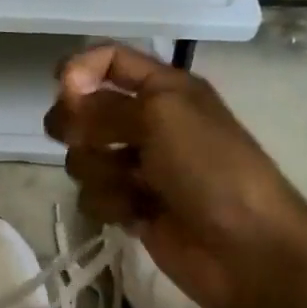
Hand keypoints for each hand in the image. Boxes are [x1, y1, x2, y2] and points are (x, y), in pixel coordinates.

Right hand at [44, 45, 306, 307]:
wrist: (246, 246)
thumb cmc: (210, 167)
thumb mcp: (161, 115)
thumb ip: (105, 104)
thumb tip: (66, 102)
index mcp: (163, 89)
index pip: (110, 60)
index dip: (81, 68)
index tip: (60, 88)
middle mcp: (148, 122)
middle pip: (84, 110)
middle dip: (79, 126)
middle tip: (88, 140)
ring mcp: (137, 167)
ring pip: (83, 157)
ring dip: (100, 172)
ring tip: (132, 187)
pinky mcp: (130, 205)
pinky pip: (92, 196)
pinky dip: (110, 204)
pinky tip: (136, 215)